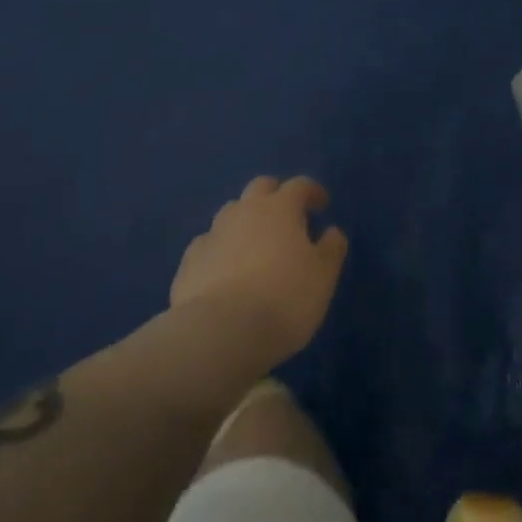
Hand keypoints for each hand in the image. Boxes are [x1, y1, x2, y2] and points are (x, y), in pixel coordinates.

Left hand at [169, 176, 348, 365]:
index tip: (322, 204)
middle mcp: (245, 211)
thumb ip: (331, 248)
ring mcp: (213, 234)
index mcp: (281, 207)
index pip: (300, 185)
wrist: (219, 335)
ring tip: (253, 245)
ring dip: (244, 221)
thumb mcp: (323, 276)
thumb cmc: (283, 299)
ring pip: (231, 213)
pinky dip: (219, 250)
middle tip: (286, 217)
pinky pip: (207, 246)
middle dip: (275, 195)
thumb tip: (332, 231)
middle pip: (261, 187)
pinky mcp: (189, 263)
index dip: (312, 192)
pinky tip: (222, 271)